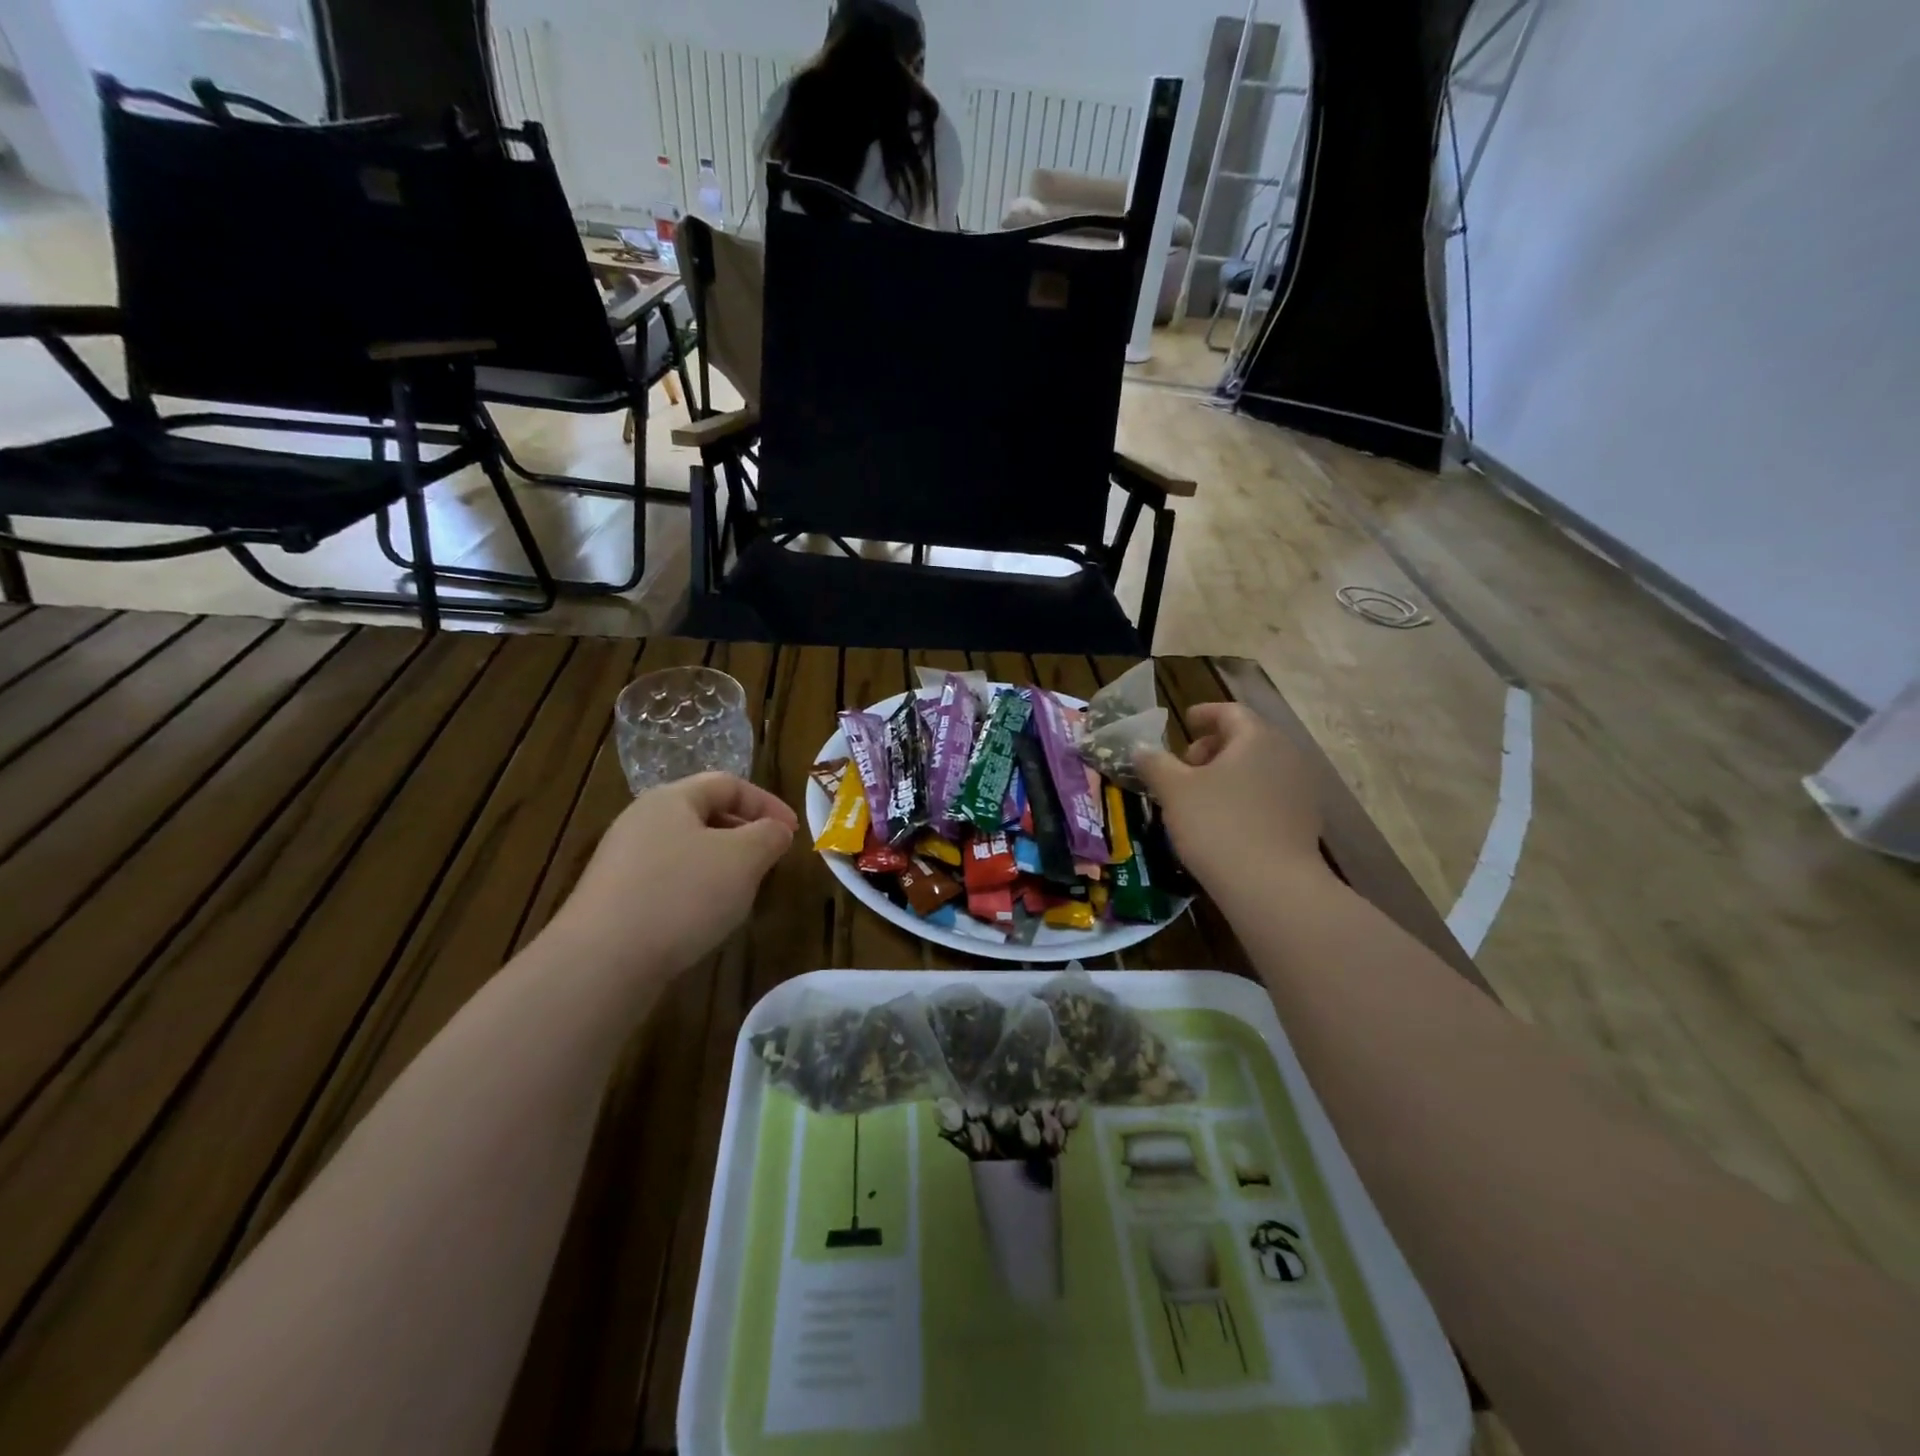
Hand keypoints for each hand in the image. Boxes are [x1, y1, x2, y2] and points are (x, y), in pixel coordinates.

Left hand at [549, 773, 796, 976]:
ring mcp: (623, 861)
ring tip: (743, 891)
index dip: (766, 803)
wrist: (602, 962)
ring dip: (722, 864)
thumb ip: (769, 835)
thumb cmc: (682, 895)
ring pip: (687, 849)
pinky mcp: (614, 898)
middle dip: (745, 832)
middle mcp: (642, 821)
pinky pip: (667, 880)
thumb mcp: (744, 858)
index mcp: (671, 799)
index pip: (728, 783)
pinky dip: (696, 889)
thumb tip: (776, 830)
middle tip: (770, 859)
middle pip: (704, 814)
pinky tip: (705, 917)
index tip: (793, 833)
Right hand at [1135, 703, 1327, 902]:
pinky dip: (1245, 798)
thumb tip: (1141, 749)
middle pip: (1247, 739)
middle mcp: (1286, 755)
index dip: (1205, 713)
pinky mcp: (1305, 822)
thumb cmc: (1217, 825)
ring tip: (1200, 797)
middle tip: (1185, 766)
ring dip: (1229, 775)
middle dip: (1213, 748)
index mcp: (1256, 738)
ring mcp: (1301, 789)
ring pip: (1259, 769)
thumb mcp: (1174, 791)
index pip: (1230, 712)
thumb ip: (1155, 763)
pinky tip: (1224, 822)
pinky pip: (1269, 796)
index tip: (1185, 721)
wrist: (1271, 886)